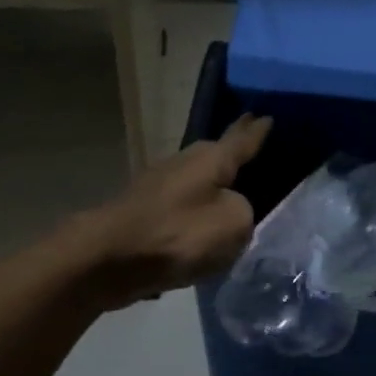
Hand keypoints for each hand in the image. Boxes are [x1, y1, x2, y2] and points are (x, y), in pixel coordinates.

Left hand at [74, 115, 271, 308]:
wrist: (107, 259)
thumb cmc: (176, 235)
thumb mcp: (232, 224)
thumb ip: (244, 212)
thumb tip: (230, 209)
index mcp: (210, 159)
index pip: (242, 139)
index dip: (257, 131)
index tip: (267, 116)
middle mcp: (184, 163)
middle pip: (216, 156)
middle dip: (234, 155)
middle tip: (255, 154)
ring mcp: (159, 186)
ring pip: (197, 182)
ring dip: (213, 188)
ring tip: (233, 193)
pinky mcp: (144, 213)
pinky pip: (182, 208)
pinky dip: (194, 213)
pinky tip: (202, 227)